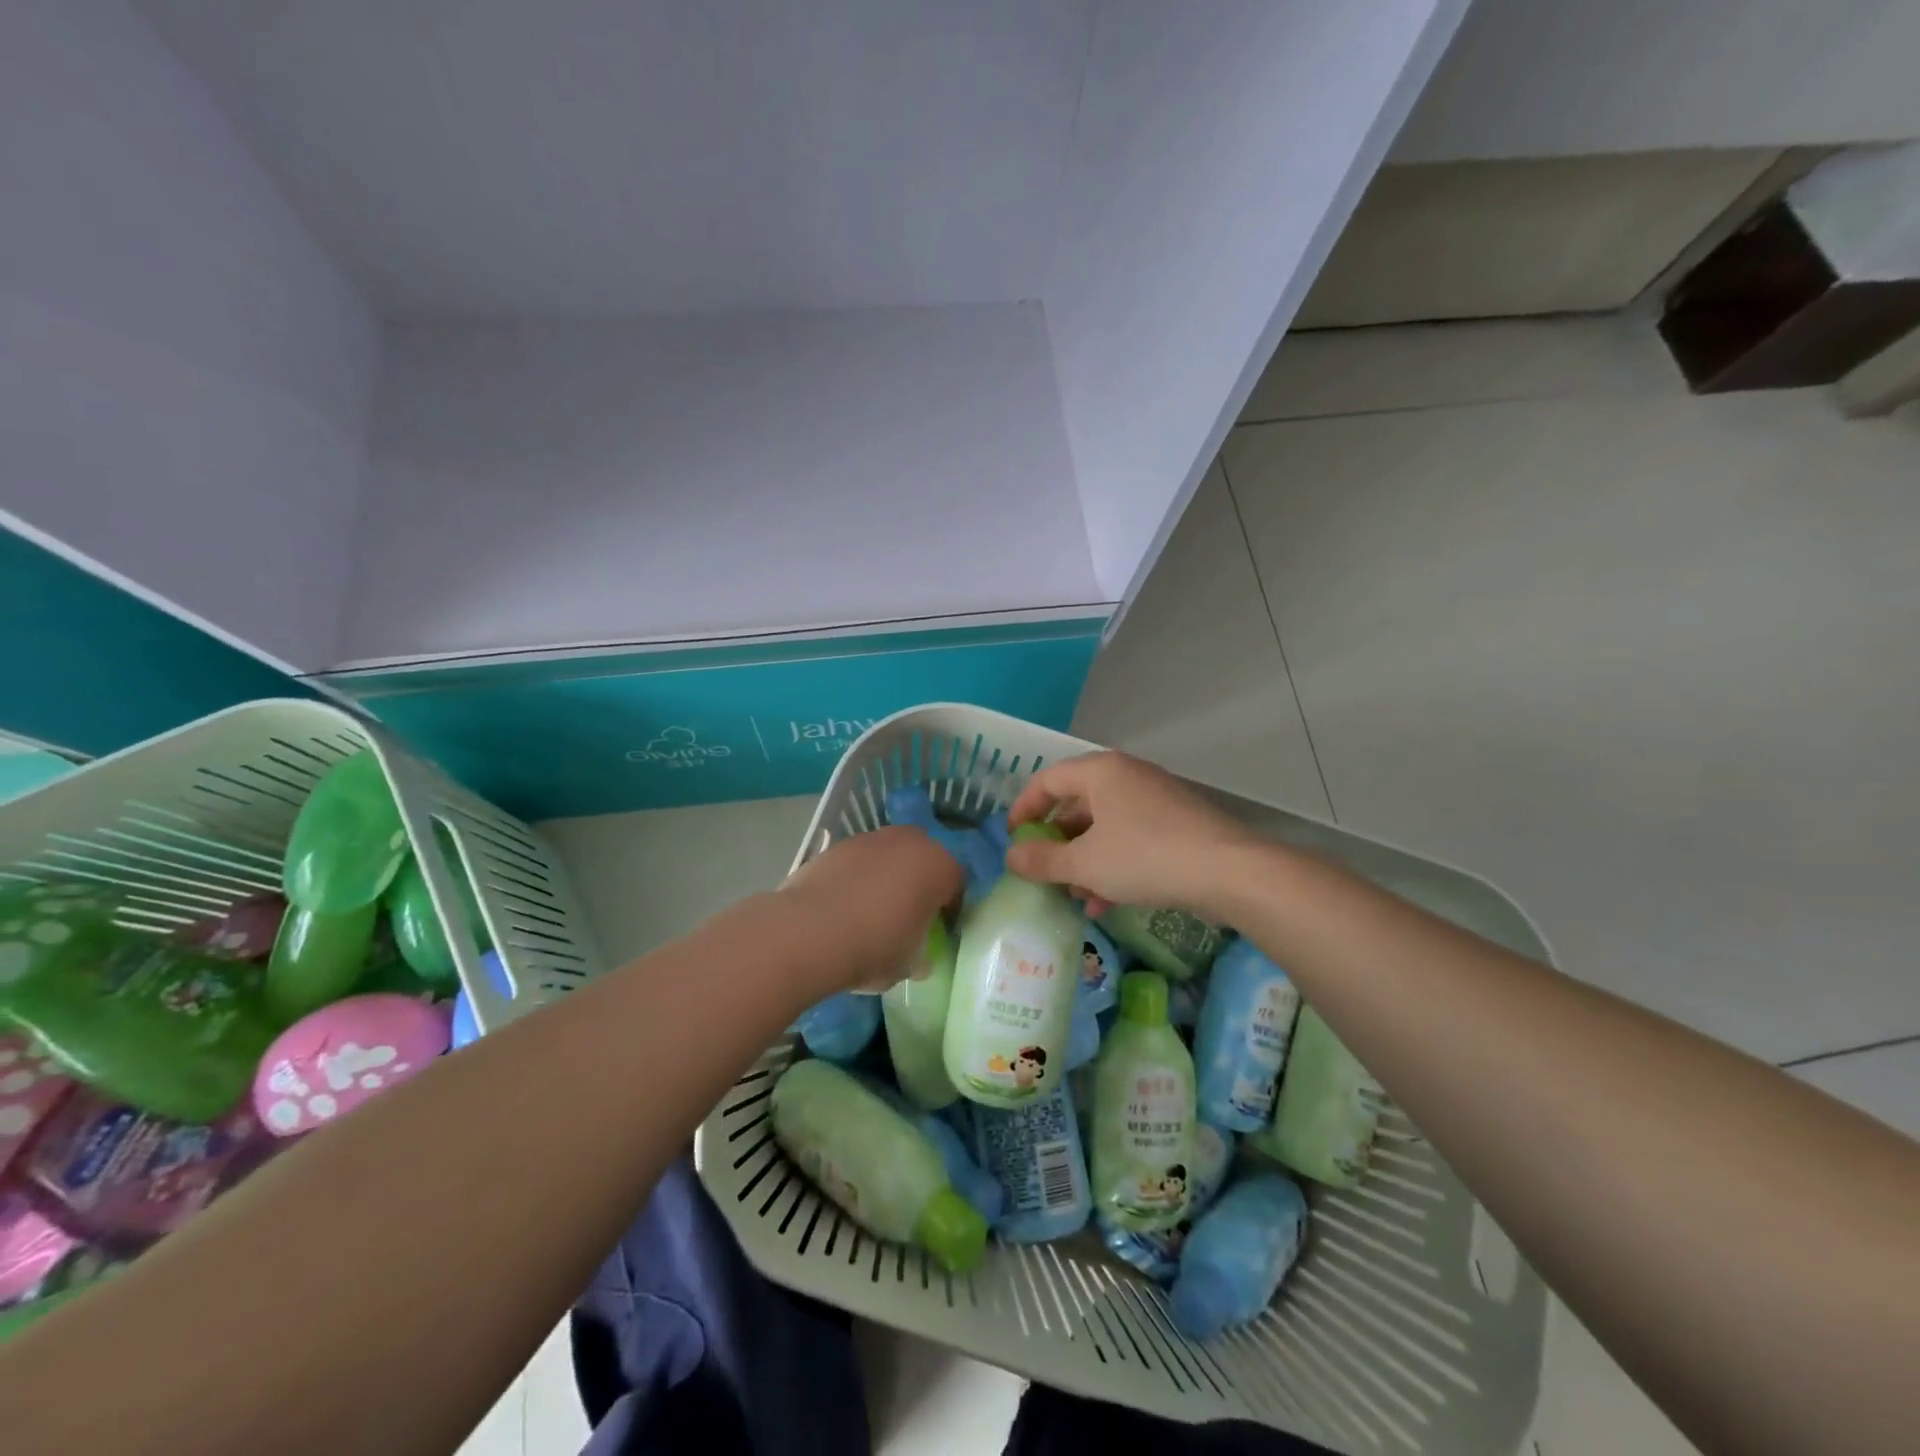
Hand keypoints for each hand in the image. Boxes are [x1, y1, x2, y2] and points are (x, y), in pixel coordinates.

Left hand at [778, 826, 962, 992]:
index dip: (950, 908)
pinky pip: (858, 861)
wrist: (809, 932)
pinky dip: (857, 877)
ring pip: (889, 856)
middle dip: (919, 882)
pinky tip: (844, 906)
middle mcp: (909, 842)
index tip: (939, 930)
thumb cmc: (874, 948)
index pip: (956, 884)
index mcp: (938, 866)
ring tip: (871, 910)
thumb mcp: (908, 964)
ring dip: (887, 876)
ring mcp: (870, 839)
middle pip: (923, 859)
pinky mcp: (837, 845)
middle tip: (908, 914)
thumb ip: (920, 954)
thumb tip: (918, 957)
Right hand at [1005, 752, 1255, 920]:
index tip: (1013, 838)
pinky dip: (1112, 865)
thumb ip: (1043, 860)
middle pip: (1077, 804)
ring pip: (1105, 827)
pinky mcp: (1176, 825)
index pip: (1048, 779)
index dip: (1024, 808)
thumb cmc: (1145, 857)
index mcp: (1101, 772)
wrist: (1229, 872)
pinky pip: (1131, 839)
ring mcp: (1155, 800)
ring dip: (1084, 860)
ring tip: (1074, 895)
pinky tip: (1105, 902)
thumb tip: (1011, 857)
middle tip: (1042, 871)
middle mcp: (1127, 777)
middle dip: (1057, 842)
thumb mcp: (1085, 863)